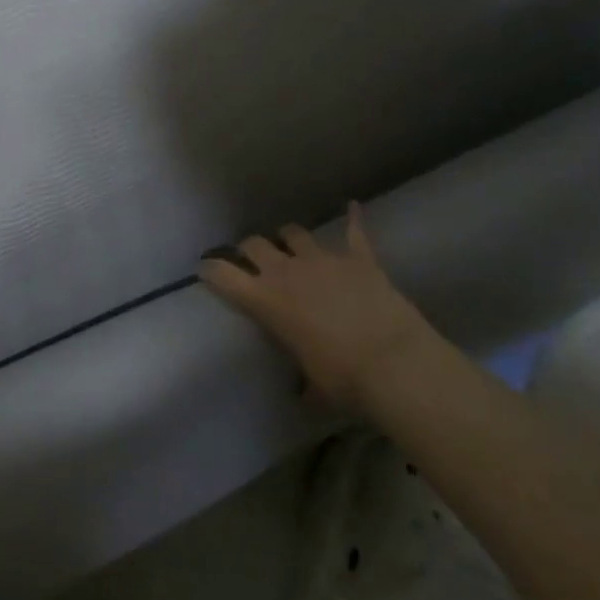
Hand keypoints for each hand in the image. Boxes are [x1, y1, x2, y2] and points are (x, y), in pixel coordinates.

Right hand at [198, 203, 431, 407]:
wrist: (395, 363)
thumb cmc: (344, 379)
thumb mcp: (312, 385)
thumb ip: (301, 380)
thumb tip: (302, 393)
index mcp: (266, 301)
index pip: (223, 275)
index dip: (210, 268)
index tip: (204, 268)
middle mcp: (287, 271)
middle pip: (255, 244)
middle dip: (249, 249)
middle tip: (251, 258)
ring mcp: (323, 260)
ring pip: (294, 233)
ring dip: (288, 237)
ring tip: (290, 243)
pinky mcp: (359, 259)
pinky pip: (355, 231)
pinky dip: (353, 218)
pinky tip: (353, 206)